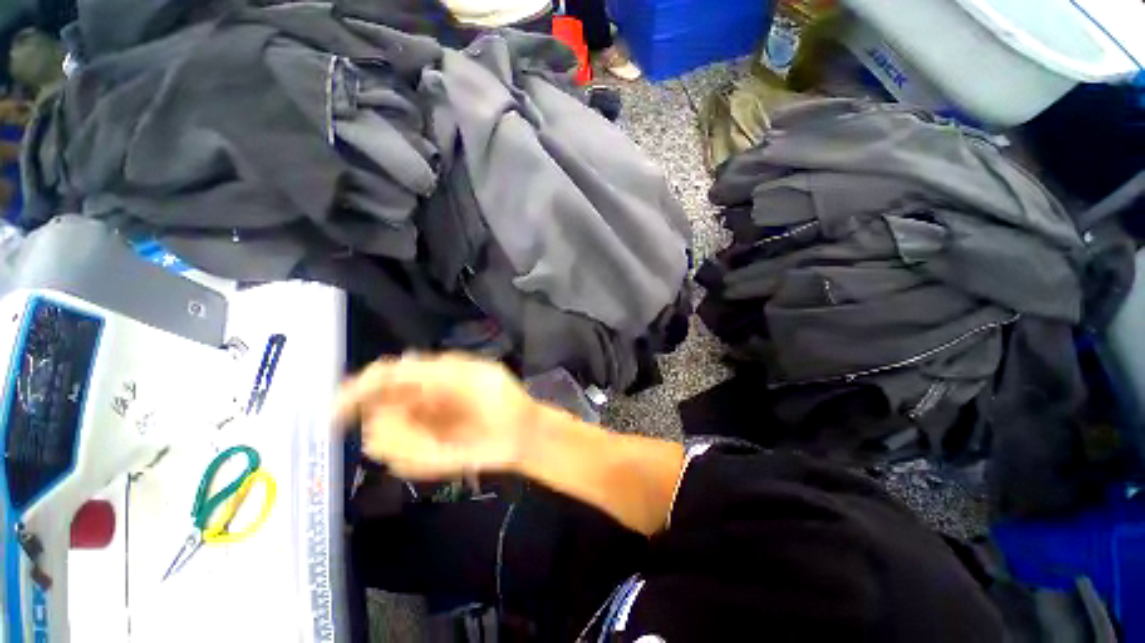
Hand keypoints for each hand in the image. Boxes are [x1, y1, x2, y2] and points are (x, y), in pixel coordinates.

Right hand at [334, 353, 540, 479]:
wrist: (519, 432)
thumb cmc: (500, 398)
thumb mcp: (470, 374)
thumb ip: (429, 371)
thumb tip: (390, 367)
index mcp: (427, 376)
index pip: (381, 377)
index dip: (355, 391)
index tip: (334, 414)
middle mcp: (415, 401)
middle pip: (378, 414)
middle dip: (395, 425)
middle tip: (429, 434)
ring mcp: (418, 430)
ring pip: (386, 441)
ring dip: (411, 444)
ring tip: (448, 443)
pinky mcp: (423, 455)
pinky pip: (403, 462)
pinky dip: (421, 460)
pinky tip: (451, 454)